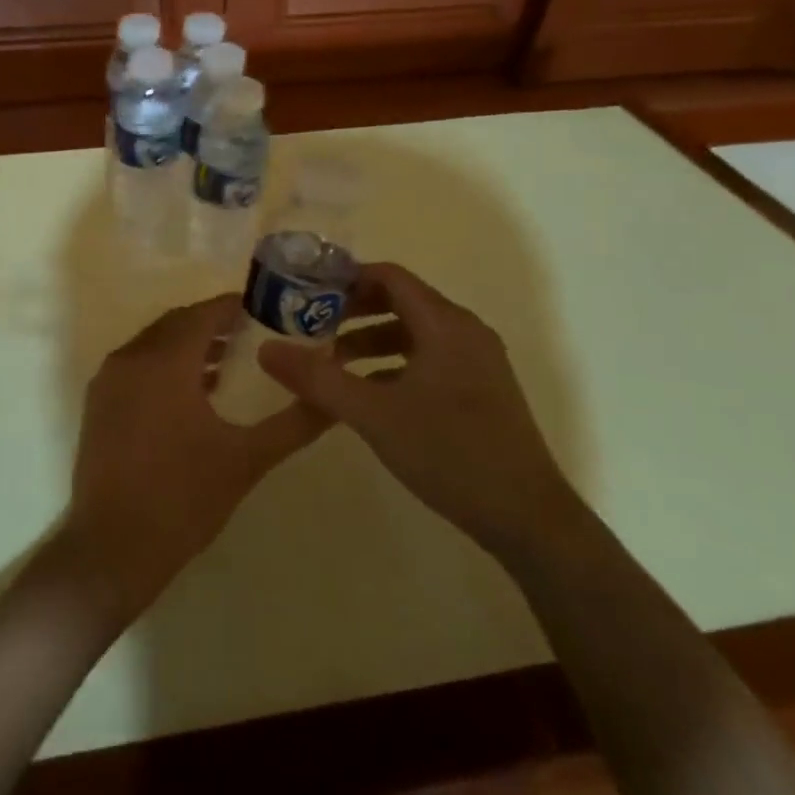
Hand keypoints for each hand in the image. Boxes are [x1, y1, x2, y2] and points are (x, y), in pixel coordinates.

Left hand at [55, 295, 336, 627]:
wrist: (113, 548)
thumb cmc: (184, 499)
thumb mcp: (247, 459)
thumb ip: (294, 423)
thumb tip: (333, 399)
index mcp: (164, 362)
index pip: (202, 315)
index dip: (234, 308)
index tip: (267, 311)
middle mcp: (130, 359)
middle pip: (176, 324)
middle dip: (213, 325)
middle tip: (254, 335)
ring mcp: (107, 381)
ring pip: (153, 344)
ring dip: (188, 346)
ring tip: (229, 364)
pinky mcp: (97, 404)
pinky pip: (136, 366)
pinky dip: (164, 366)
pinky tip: (192, 394)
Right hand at [257, 263, 576, 554]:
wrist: (528, 518)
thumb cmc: (450, 453)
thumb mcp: (373, 415)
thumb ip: (317, 379)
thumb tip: (266, 349)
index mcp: (445, 325)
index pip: (390, 277)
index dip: (346, 278)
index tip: (306, 292)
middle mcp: (465, 332)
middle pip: (401, 301)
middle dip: (353, 310)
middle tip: (310, 324)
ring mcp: (477, 362)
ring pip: (414, 332)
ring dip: (370, 338)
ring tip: (331, 360)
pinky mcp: (479, 390)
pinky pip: (428, 358)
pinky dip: (393, 363)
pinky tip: (366, 392)